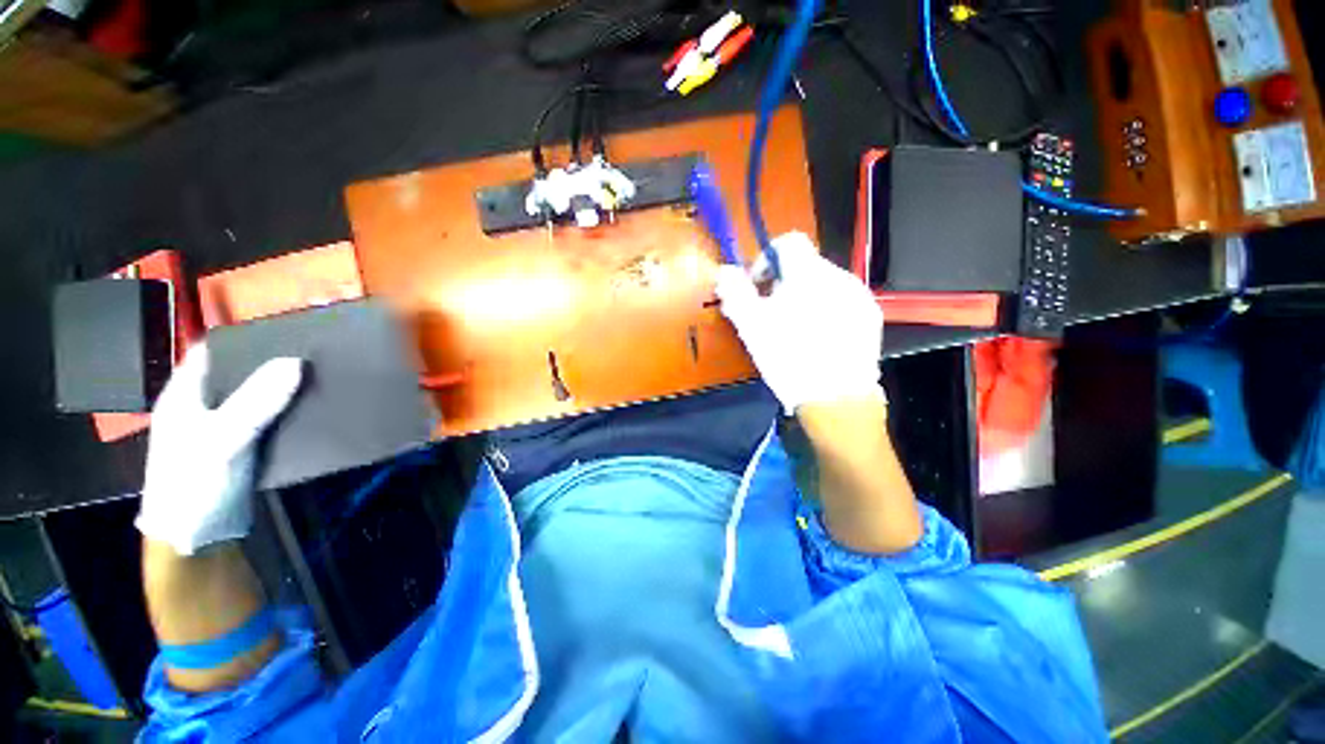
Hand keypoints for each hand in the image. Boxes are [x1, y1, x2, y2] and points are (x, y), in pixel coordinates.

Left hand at [136, 345, 302, 555]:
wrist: (196, 539)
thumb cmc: (193, 482)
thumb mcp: (222, 438)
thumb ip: (256, 400)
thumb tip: (296, 361)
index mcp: (185, 394)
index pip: (213, 351)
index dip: (246, 339)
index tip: (287, 330)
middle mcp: (204, 406)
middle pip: (240, 373)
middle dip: (273, 363)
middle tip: (315, 353)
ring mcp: (224, 427)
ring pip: (258, 397)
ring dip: (285, 388)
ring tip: (322, 376)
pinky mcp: (244, 446)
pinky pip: (269, 419)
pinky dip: (289, 411)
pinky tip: (313, 409)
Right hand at [715, 232, 884, 414]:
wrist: (837, 399)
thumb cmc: (789, 359)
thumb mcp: (752, 326)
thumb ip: (735, 293)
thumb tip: (724, 271)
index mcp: (808, 274)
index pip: (787, 242)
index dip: (766, 259)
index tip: (757, 288)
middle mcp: (839, 276)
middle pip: (805, 266)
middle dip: (782, 284)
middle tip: (770, 315)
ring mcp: (859, 297)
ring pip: (823, 284)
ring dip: (804, 298)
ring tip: (794, 330)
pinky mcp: (870, 318)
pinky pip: (842, 301)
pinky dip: (825, 310)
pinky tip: (818, 339)